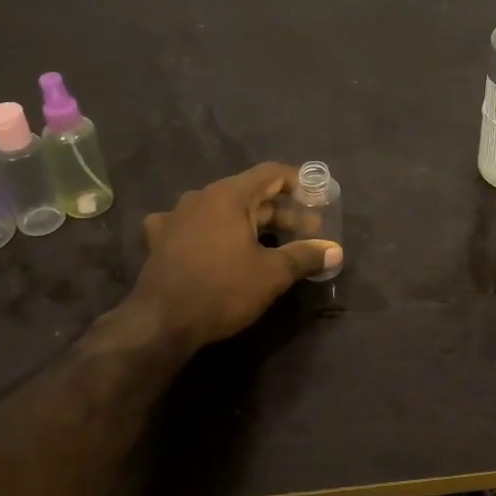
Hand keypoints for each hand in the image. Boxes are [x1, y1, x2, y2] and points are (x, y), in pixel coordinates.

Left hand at [127, 163, 341, 354]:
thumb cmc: (222, 290)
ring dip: (249, 221)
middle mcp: (201, 197)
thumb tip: (336, 251)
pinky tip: (213, 243)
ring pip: (222, 210)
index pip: (270, 173)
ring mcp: (176, 217)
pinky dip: (211, 231)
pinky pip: (192, 225)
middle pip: (249, 193)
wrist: (160, 323)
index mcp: (229, 195)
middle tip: (307, 231)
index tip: (316, 196)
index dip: (297, 181)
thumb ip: (305, 256)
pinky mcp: (161, 239)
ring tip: (271, 241)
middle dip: (281, 211)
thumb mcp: (272, 274)